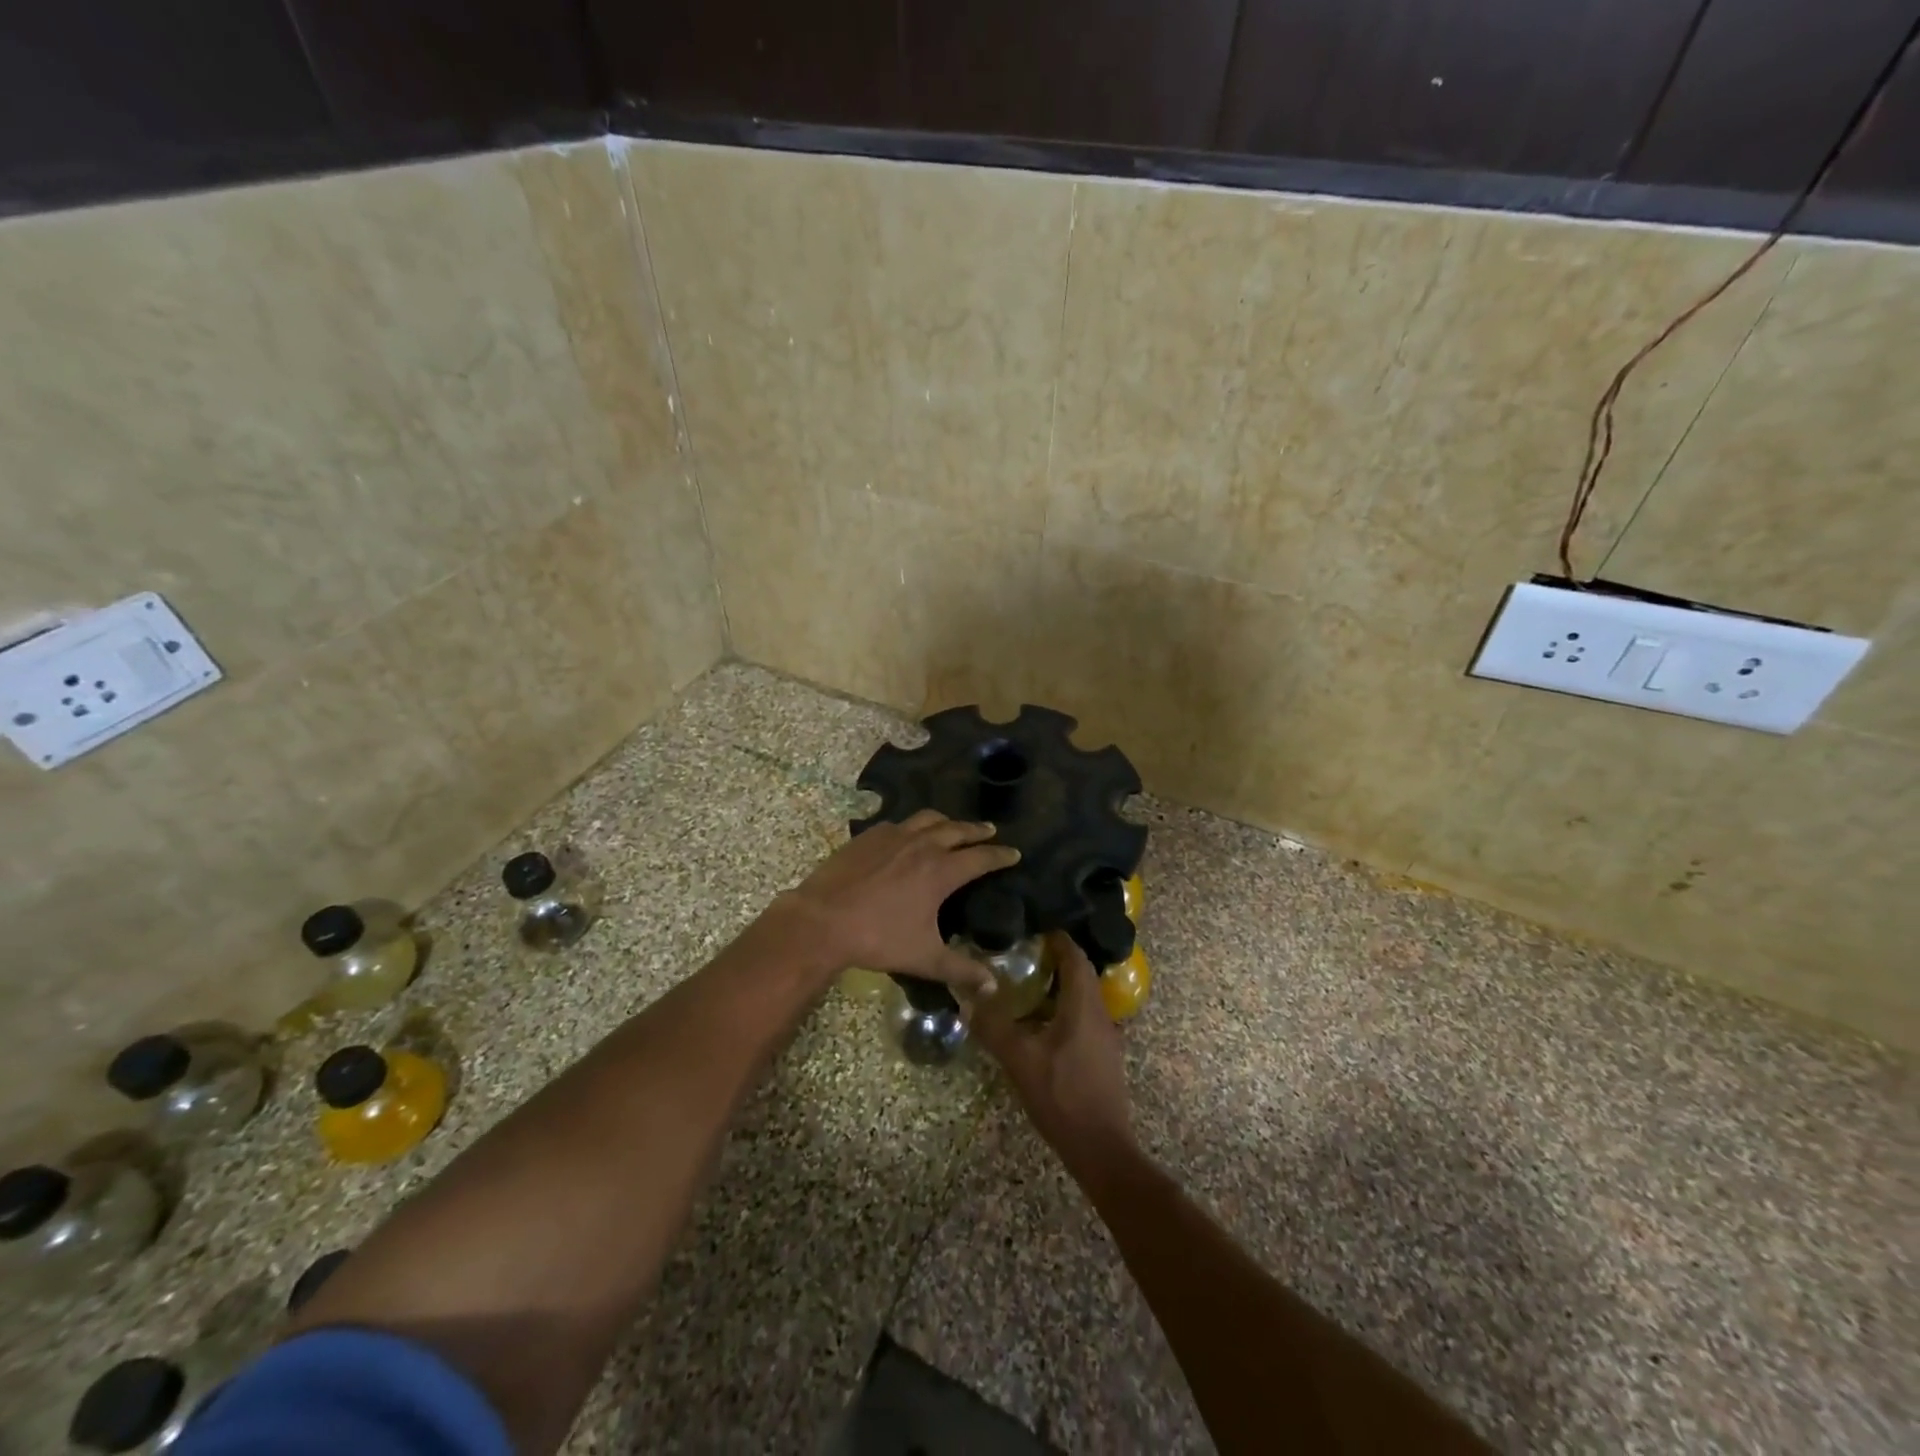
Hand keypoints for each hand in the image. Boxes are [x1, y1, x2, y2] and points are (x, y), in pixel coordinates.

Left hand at [778, 810, 1018, 992]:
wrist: (823, 919)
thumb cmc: (878, 938)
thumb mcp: (924, 958)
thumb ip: (960, 970)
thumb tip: (992, 986)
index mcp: (941, 871)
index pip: (981, 857)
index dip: (1000, 855)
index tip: (1014, 853)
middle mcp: (922, 845)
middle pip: (958, 830)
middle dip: (977, 831)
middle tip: (990, 831)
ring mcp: (893, 836)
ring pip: (928, 819)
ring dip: (947, 821)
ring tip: (953, 826)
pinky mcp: (869, 836)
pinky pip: (899, 823)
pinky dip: (913, 826)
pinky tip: (907, 835)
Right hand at [968, 933, 1135, 1175]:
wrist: (1100, 1147)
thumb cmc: (1061, 1095)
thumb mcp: (1019, 1059)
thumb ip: (993, 1025)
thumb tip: (968, 997)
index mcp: (1084, 1005)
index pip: (1075, 957)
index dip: (1058, 939)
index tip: (1035, 927)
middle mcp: (1101, 1014)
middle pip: (1083, 974)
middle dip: (1058, 959)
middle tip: (1026, 952)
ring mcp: (1106, 1036)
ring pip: (1086, 996)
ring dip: (1062, 985)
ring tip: (1030, 982)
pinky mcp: (1105, 1056)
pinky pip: (1086, 1017)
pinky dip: (1066, 1007)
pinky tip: (1043, 1022)